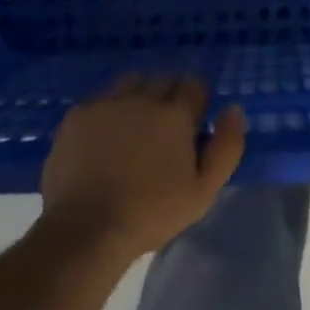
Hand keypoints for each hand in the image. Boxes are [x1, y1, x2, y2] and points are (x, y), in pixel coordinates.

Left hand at [40, 74, 246, 260]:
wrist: (86, 230)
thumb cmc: (152, 213)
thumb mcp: (204, 190)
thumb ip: (227, 146)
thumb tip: (232, 109)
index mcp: (175, 114)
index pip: (194, 83)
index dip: (197, 102)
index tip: (192, 125)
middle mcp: (142, 97)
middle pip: (163, 79)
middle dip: (169, 97)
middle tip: (165, 130)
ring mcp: (106, 103)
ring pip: (131, 82)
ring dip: (139, 95)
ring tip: (135, 126)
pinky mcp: (76, 115)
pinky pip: (101, 98)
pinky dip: (109, 109)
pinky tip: (105, 137)